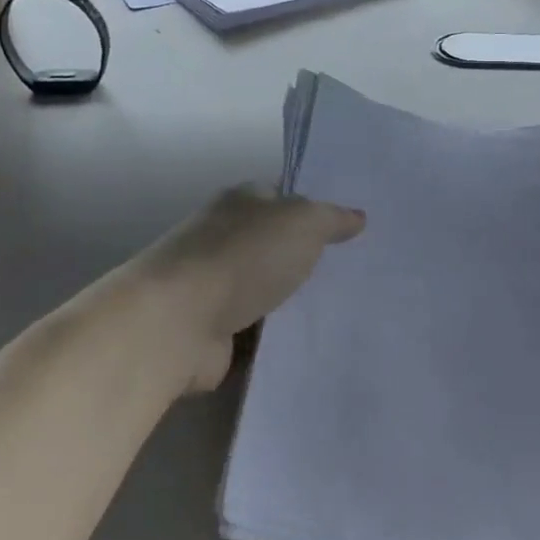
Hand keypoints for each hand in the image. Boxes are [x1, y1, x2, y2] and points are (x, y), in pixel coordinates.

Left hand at [132, 185, 365, 390]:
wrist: (177, 322)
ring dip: (296, 302)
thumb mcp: (303, 223)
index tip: (357, 229)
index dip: (319, 208)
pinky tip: (317, 343)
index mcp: (243, 202)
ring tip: (350, 311)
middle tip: (362, 272)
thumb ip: (332, 219)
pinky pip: (259, 332)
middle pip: (278, 245)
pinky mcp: (214, 331)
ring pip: (270, 290)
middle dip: (312, 258)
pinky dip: (279, 338)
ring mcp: (217, 286)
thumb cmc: (243, 257)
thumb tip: (357, 217)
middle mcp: (227, 238)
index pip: (286, 196)